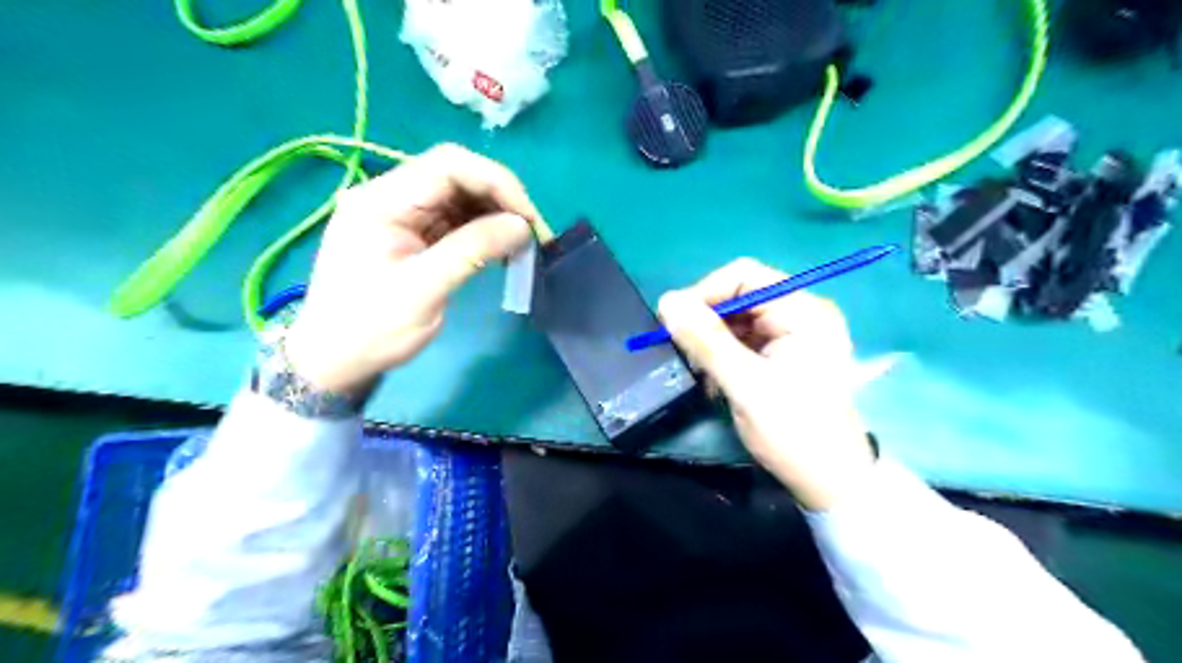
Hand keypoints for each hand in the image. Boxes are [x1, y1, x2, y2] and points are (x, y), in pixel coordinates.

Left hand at [283, 141, 542, 395]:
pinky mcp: (411, 234)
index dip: (497, 183)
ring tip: (522, 244)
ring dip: (495, 215)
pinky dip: (482, 230)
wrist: (335, 360)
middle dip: (501, 199)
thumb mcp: (424, 290)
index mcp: (382, 201)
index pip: (449, 166)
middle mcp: (390, 197)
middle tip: (533, 234)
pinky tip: (501, 249)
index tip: (528, 219)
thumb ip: (473, 250)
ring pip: (459, 197)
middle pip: (456, 176)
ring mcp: (400, 215)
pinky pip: (454, 219)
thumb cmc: (372, 329)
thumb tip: (522, 226)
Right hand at [656, 256, 875, 510]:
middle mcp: (802, 313)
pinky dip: (724, 354)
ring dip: (712, 341)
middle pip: (740, 296)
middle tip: (682, 351)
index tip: (672, 321)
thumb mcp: (744, 384)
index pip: (745, 277)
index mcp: (804, 311)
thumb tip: (667, 301)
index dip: (704, 292)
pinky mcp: (786, 354)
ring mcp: (795, 334)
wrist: (830, 481)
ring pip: (738, 319)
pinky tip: (714, 379)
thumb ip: (705, 340)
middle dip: (707, 321)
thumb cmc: (793, 431)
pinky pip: (745, 340)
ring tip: (699, 371)